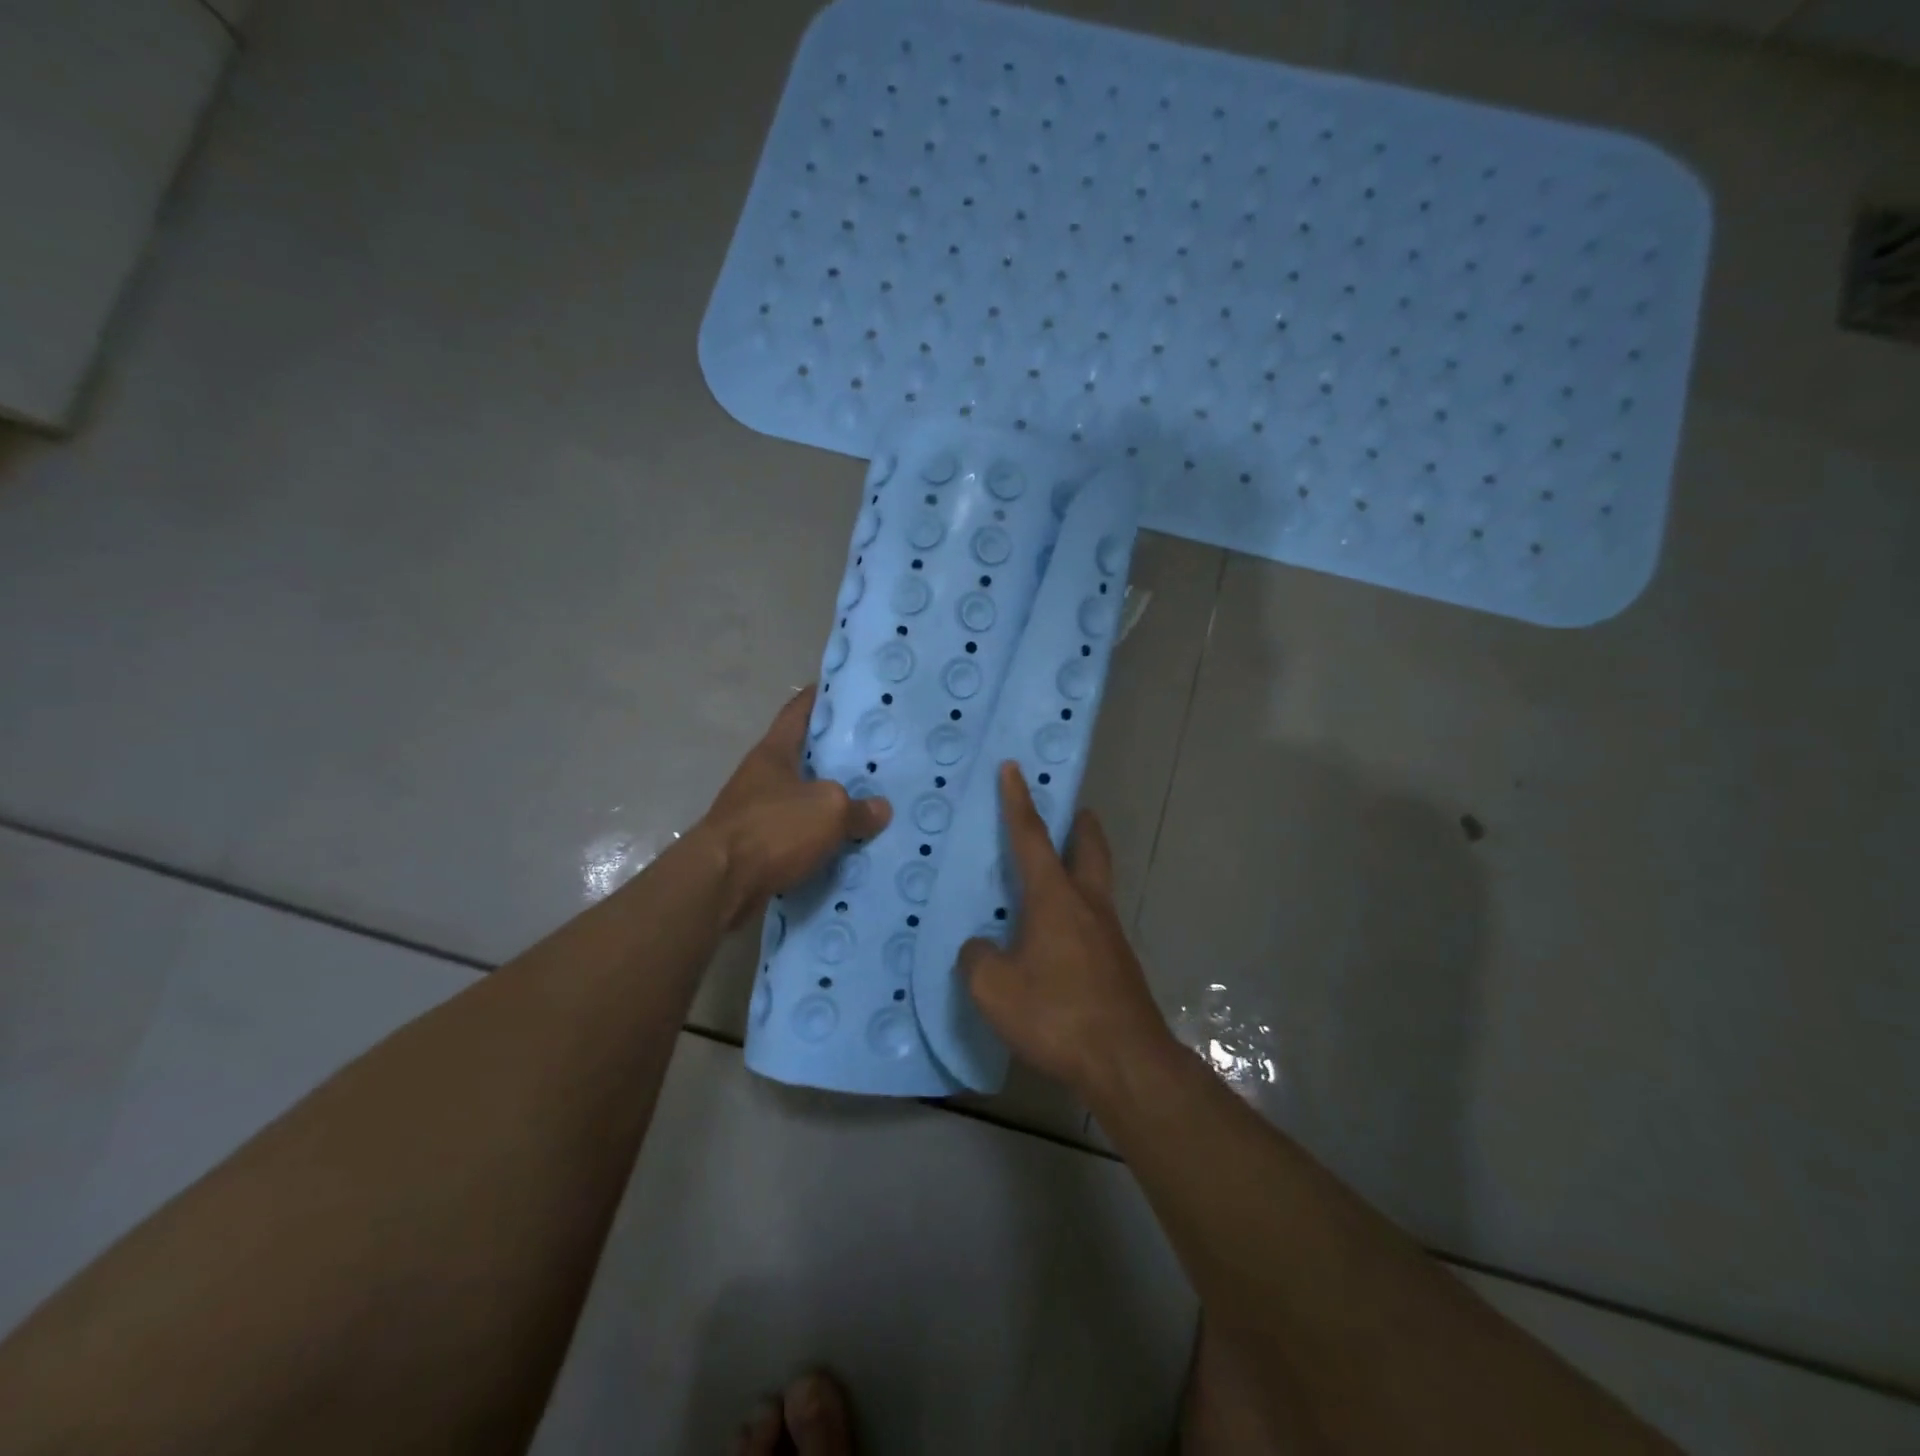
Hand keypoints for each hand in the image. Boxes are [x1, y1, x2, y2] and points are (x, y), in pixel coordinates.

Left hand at [696, 686, 891, 928]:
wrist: (720, 885)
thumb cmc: (773, 829)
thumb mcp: (828, 810)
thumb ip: (858, 808)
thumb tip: (879, 809)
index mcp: (773, 753)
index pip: (798, 711)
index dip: (819, 696)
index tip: (843, 690)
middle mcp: (761, 777)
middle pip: (802, 757)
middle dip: (834, 756)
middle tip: (873, 753)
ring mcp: (756, 813)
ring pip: (801, 800)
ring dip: (828, 802)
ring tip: (868, 802)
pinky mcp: (757, 848)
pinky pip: (797, 837)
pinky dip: (819, 839)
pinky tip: (847, 844)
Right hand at [959, 762, 1174, 1097]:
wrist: (1125, 1063)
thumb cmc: (1056, 1014)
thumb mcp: (993, 988)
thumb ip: (978, 958)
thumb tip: (981, 947)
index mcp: (1055, 898)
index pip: (1032, 837)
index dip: (1018, 801)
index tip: (1013, 768)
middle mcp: (1088, 905)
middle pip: (1089, 849)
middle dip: (1080, 825)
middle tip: (1073, 810)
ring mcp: (1109, 935)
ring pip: (1096, 885)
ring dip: (1081, 868)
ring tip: (1056, 878)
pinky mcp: (1118, 965)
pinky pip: (1094, 922)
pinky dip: (1078, 912)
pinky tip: (1058, 940)